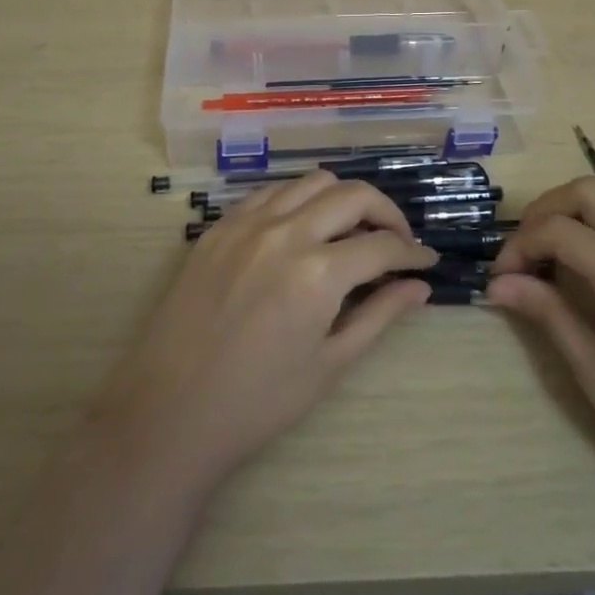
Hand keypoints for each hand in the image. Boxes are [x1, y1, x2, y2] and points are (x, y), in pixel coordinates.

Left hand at [88, 172, 437, 493]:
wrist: (168, 412)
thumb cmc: (257, 402)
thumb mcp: (328, 365)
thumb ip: (379, 316)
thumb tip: (419, 287)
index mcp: (318, 273)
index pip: (382, 245)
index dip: (412, 252)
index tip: (426, 261)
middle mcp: (286, 232)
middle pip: (353, 194)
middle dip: (387, 213)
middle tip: (396, 241)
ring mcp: (247, 223)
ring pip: (312, 181)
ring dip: (343, 198)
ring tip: (351, 230)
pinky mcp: (219, 226)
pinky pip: (271, 192)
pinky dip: (299, 199)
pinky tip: (302, 228)